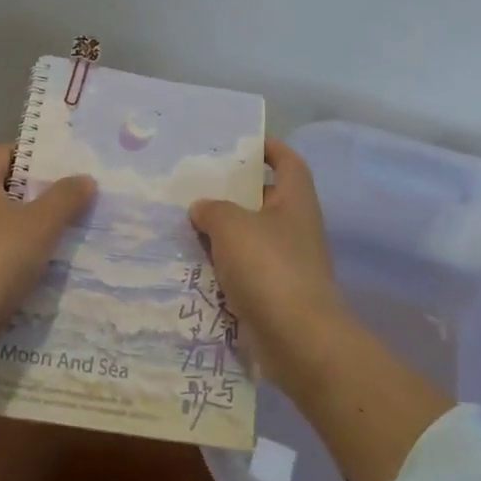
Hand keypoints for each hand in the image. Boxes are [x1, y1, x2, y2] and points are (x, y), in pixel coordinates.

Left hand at [0, 144, 95, 328]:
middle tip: (79, 198)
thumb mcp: (40, 224)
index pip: (5, 153)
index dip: (35, 155)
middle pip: (7, 188)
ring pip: (5, 222)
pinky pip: (0, 251)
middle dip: (42, 193)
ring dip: (34, 227)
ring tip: (72, 232)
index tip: (67, 166)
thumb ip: (65, 198)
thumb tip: (85, 179)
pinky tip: (48, 266)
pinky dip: (22, 254)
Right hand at [189, 140, 347, 388]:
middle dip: (232, 192)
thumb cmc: (269, 268)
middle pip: (263, 199)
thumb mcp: (232, 226)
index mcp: (295, 200)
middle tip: (195, 184)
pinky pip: (242, 270)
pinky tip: (190, 264)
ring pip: (249, 237)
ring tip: (182, 222)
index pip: (288, 162)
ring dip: (221, 232)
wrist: (297, 339)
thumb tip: (201, 208)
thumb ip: (212, 209)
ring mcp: (286, 262)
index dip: (269, 147)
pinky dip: (221, 266)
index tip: (241, 142)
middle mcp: (295, 227)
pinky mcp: (273, 293)